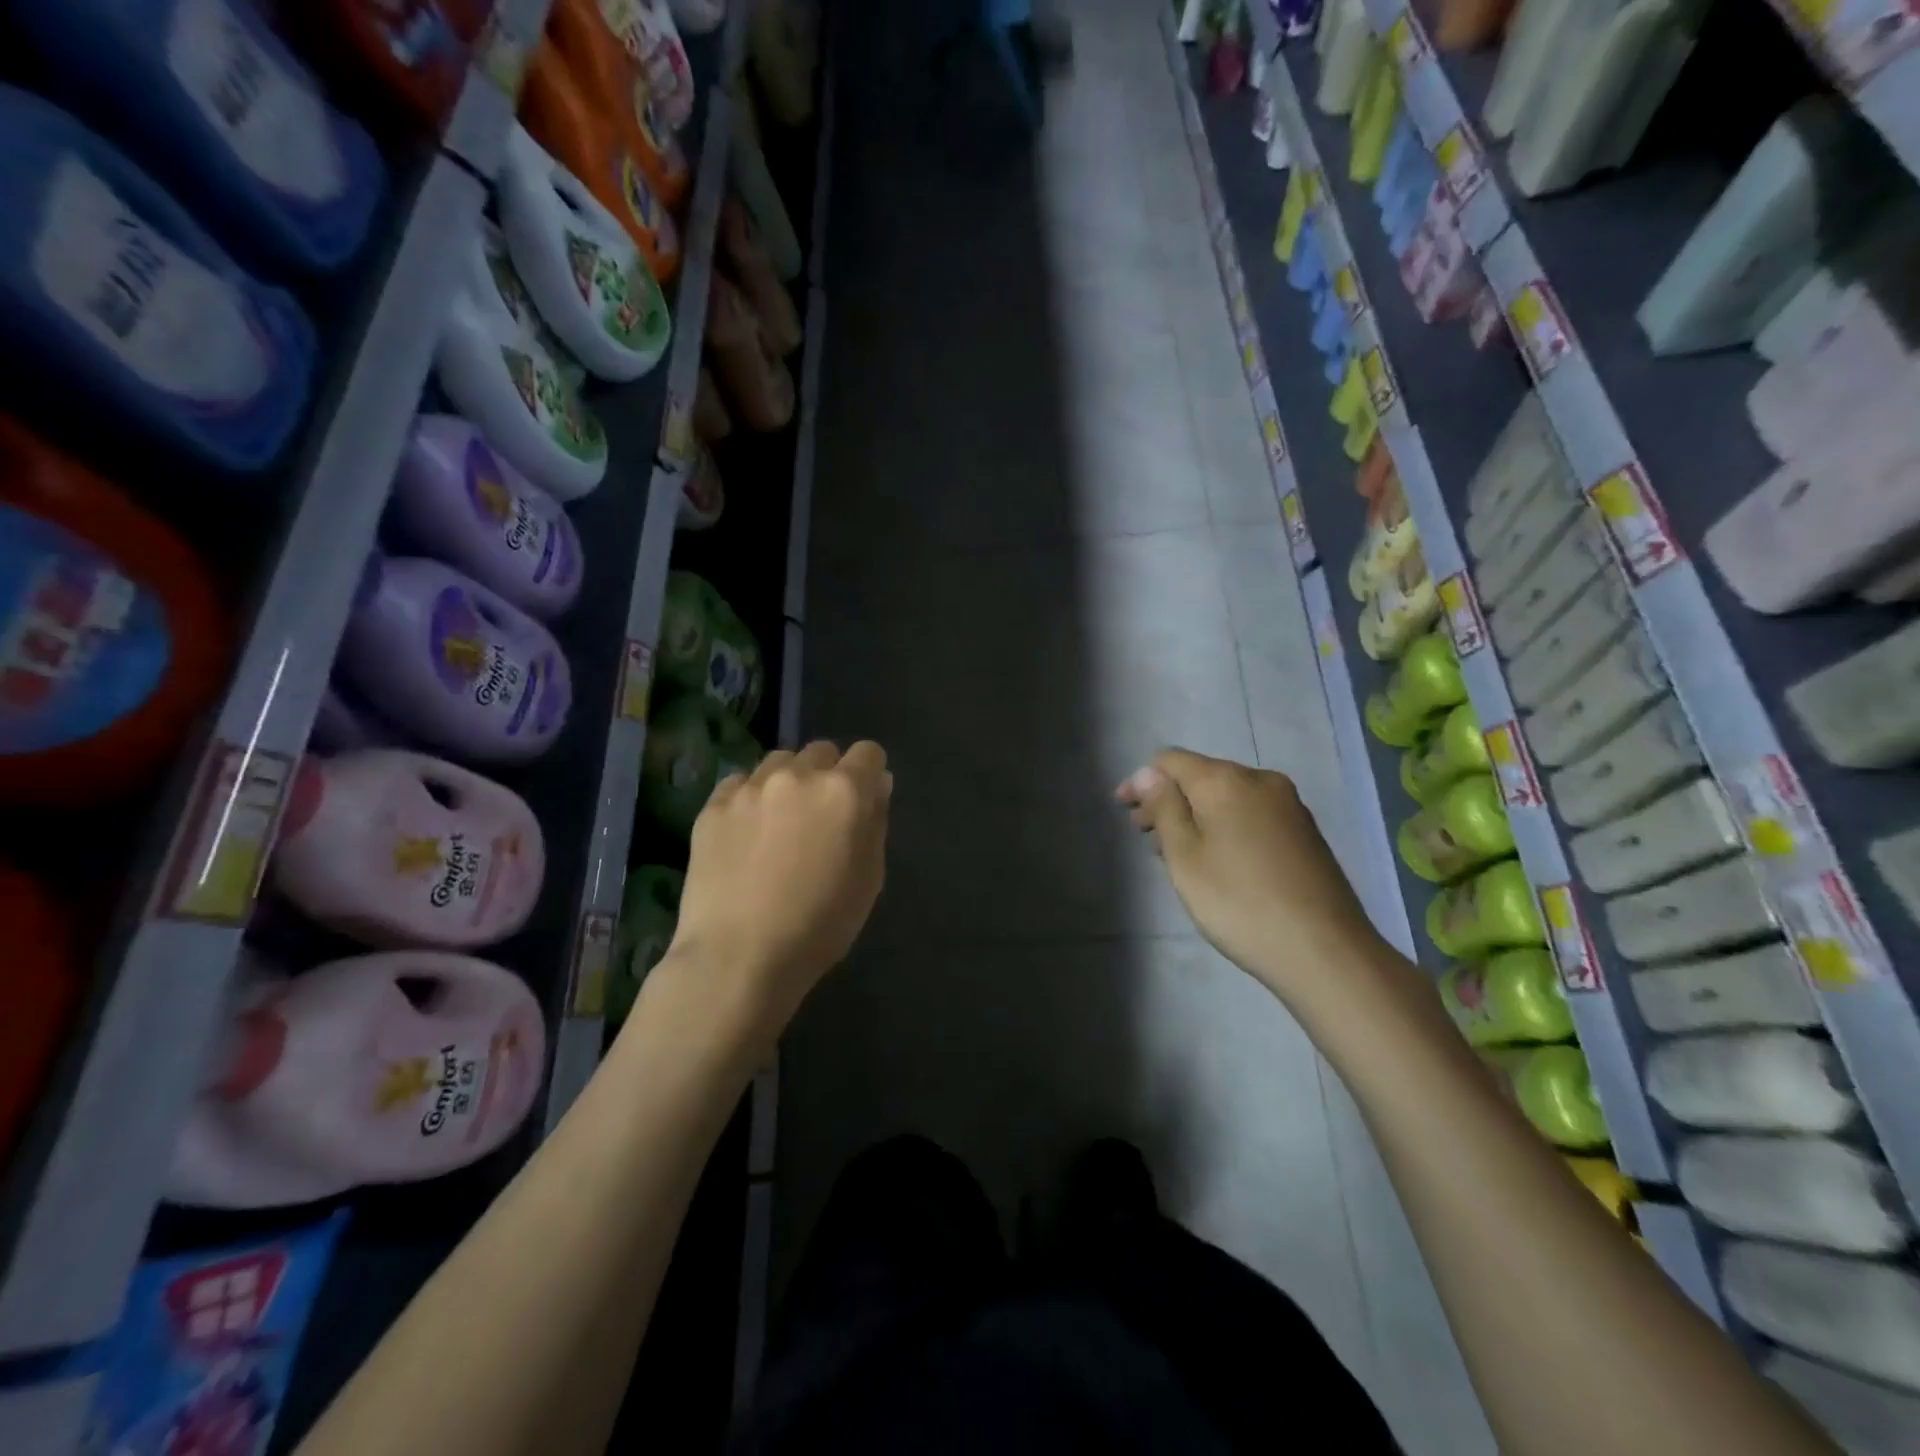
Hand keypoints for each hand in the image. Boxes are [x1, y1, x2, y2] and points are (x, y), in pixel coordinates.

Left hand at [667, 740, 891, 1033]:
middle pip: (822, 752)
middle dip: (828, 775)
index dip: (869, 774)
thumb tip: (876, 785)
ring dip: (788, 781)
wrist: (738, 957)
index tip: (863, 801)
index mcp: (844, 791)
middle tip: (821, 817)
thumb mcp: (869, 879)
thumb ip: (875, 822)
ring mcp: (750, 787)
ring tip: (780, 820)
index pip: (868, 753)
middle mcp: (798, 776)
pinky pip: (740, 783)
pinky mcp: (713, 805)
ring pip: (779, 761)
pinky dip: (750, 797)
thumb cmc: (819, 926)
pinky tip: (747, 832)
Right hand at [1117, 749, 1383, 1006]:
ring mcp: (1289, 805)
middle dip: (1168, 799)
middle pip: (1201, 776)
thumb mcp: (1185, 857)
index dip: (1142, 780)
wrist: (1325, 950)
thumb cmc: (1239, 902)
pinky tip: (1218, 860)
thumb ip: (1164, 808)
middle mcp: (1261, 780)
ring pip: (1227, 796)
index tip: (1122, 810)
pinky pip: (1251, 814)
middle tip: (1145, 837)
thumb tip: (1148, 773)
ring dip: (1196, 815)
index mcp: (1226, 780)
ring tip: (1177, 853)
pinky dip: (1224, 826)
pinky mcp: (1305, 831)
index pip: (1171, 760)